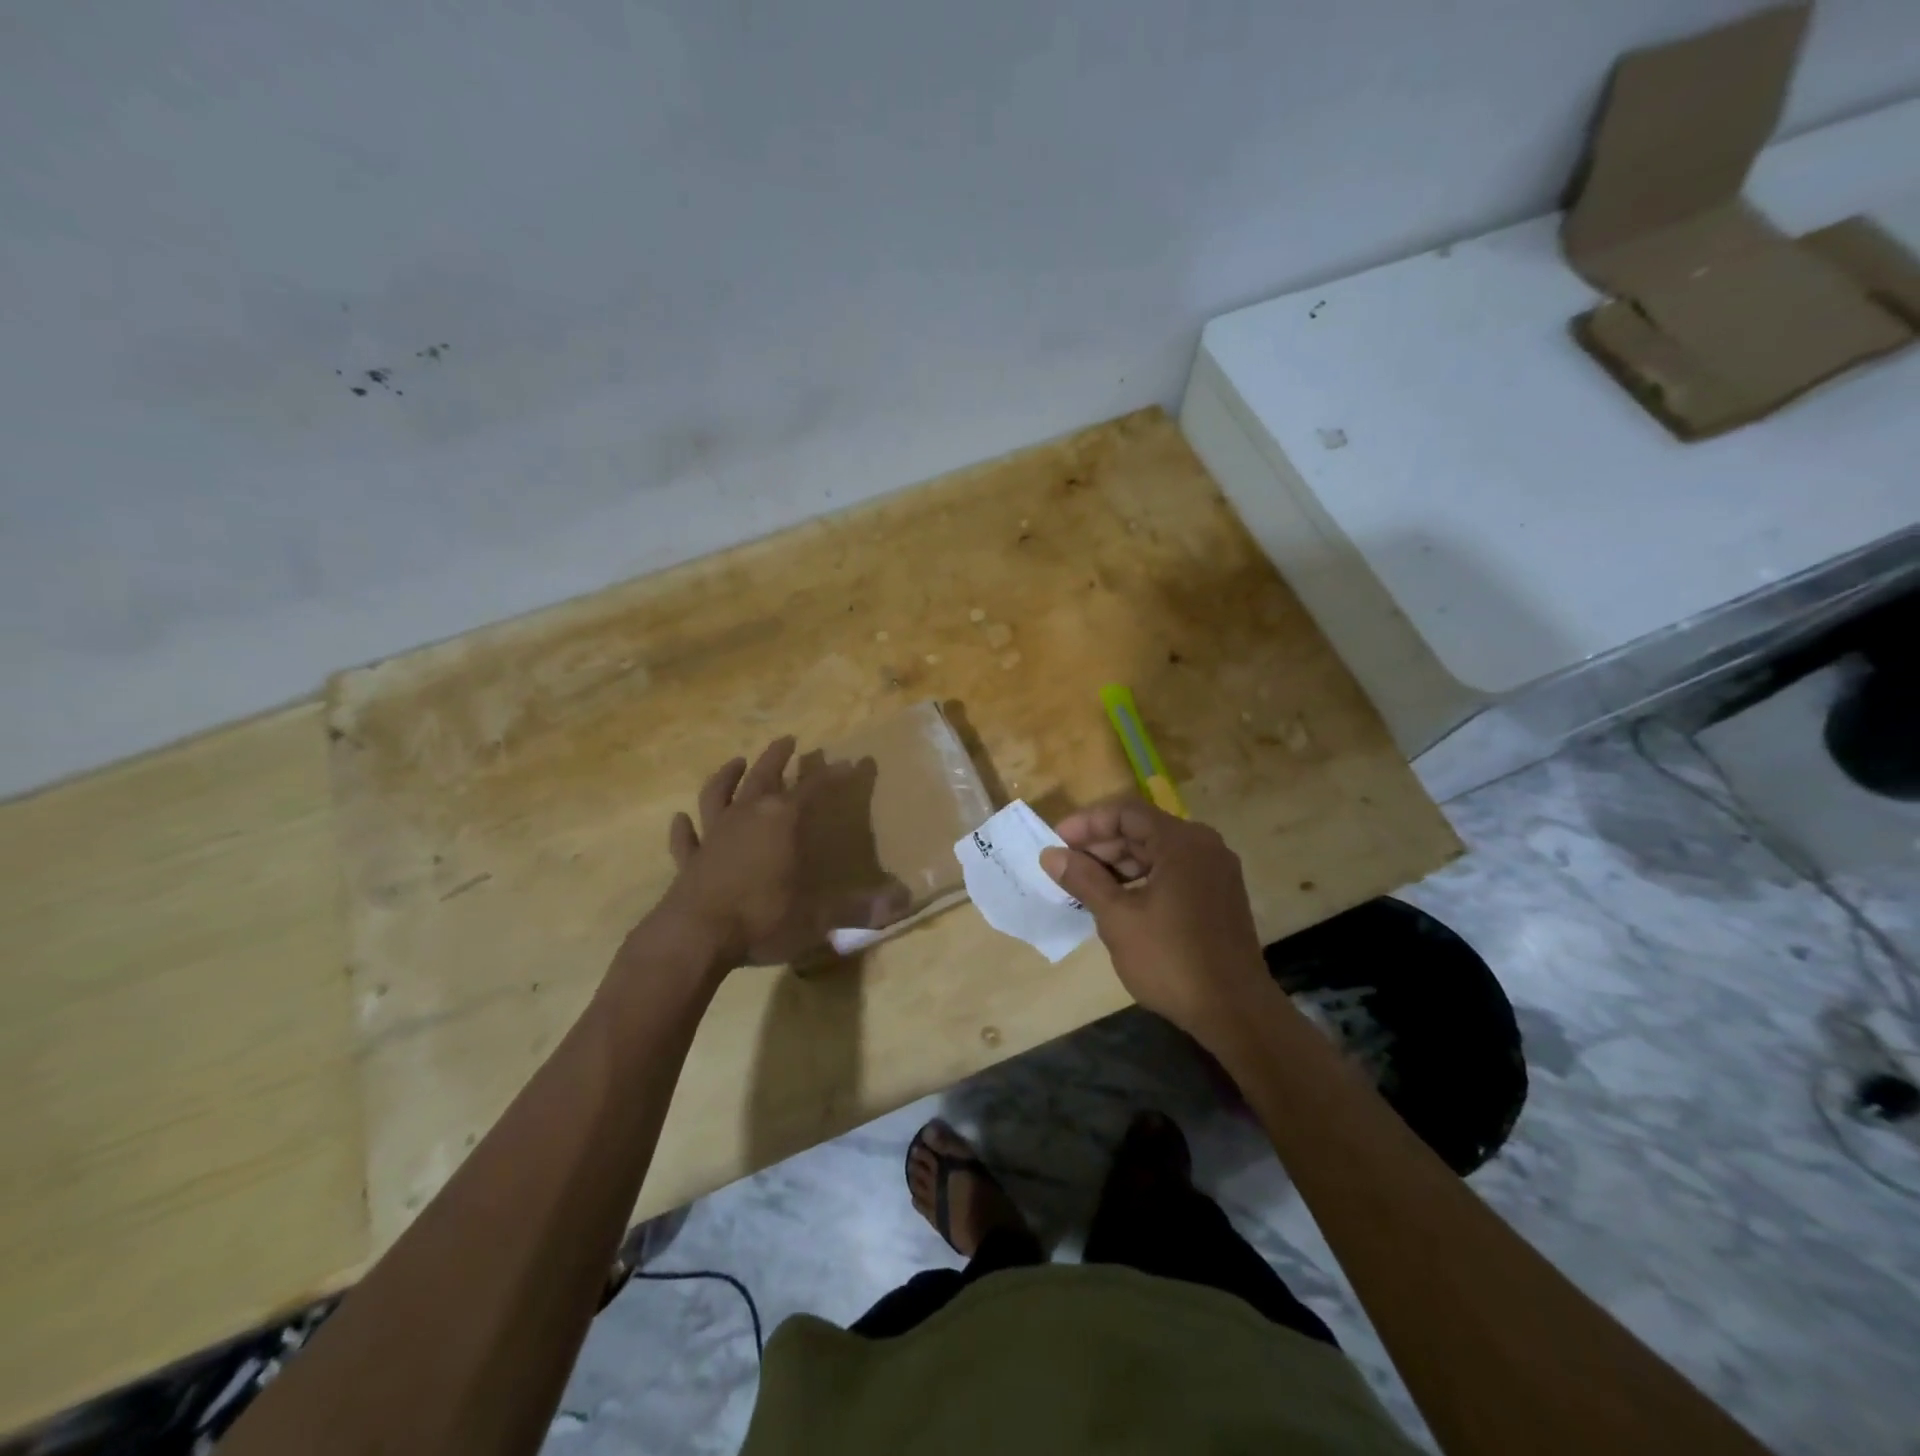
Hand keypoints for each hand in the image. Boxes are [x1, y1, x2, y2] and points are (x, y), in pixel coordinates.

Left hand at [642, 737, 909, 971]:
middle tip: (789, 740)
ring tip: (736, 761)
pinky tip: (681, 819)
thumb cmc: (762, 917)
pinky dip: (684, 827)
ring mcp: (713, 836)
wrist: (694, 937)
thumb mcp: (818, 916)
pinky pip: (686, 837)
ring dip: (727, 776)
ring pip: (718, 794)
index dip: (834, 775)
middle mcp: (746, 817)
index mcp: (782, 821)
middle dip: (778, 756)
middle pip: (763, 776)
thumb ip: (858, 908)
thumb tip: (904, 903)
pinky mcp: (689, 860)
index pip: (814, 788)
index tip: (851, 762)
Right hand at [1039, 798, 1271, 1041]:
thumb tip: (1051, 855)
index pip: (1126, 812)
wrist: (1235, 1012)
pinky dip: (1142, 879)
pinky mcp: (1218, 896)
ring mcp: (1215, 872)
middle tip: (1066, 867)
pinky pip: (1172, 872)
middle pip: (1142, 829)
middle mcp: (1204, 846)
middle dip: (1101, 844)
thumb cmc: (1171, 959)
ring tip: (1085, 886)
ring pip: (1157, 852)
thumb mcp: (1117, 918)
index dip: (1087, 823)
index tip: (1056, 842)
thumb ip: (1083, 879)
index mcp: (1182, 842)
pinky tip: (1117, 901)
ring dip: (1119, 863)